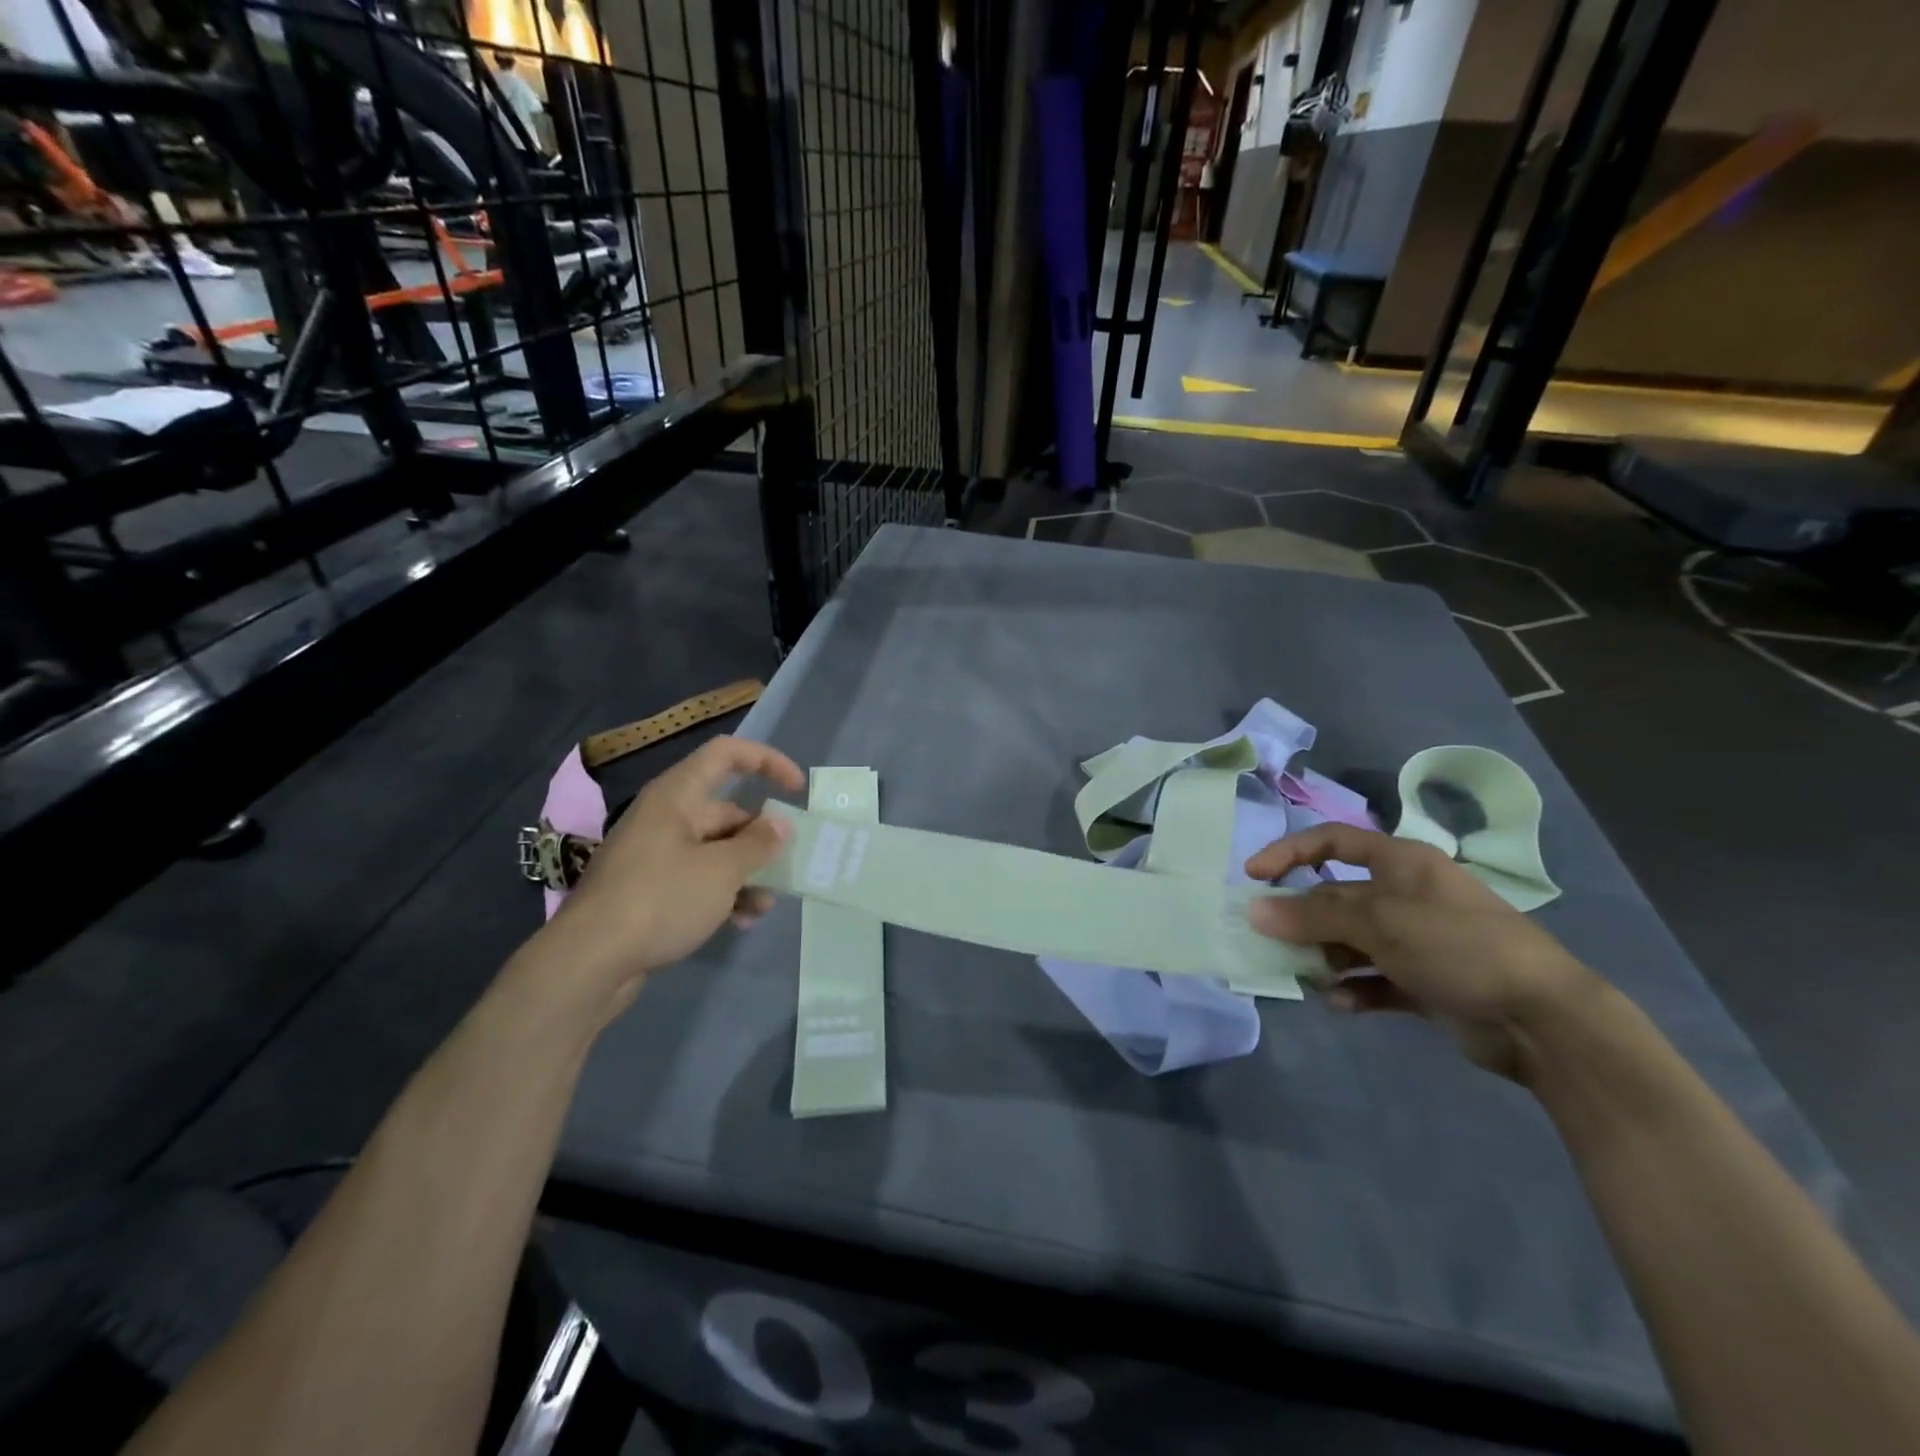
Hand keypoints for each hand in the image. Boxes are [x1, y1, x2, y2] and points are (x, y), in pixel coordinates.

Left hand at [534, 736, 804, 1015]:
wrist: (588, 961)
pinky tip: (739, 921)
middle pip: (726, 811)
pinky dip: (721, 894)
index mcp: (677, 796)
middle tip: (786, 867)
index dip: (766, 762)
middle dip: (760, 839)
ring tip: (763, 906)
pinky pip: (696, 878)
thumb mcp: (722, 871)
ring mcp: (654, 854)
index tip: (796, 790)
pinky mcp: (648, 889)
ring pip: (715, 850)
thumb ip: (758, 844)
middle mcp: (665, 817)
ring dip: (745, 873)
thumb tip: (779, 824)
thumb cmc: (661, 900)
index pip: (726, 754)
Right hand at [1245, 824, 1601, 1081]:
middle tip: (1272, 941)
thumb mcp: (1381, 922)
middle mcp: (1406, 895)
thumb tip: (1254, 911)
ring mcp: (1417, 941)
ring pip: (1351, 941)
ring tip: (1315, 978)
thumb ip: (1314, 916)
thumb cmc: (1459, 947)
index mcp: (1401, 864)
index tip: (1252, 877)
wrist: (1545, 1021)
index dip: (1288, 852)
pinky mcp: (1425, 982)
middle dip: (1303, 919)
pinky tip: (1344, 1004)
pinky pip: (1374, 980)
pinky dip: (1355, 990)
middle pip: (1336, 897)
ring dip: (1326, 959)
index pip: (1331, 841)